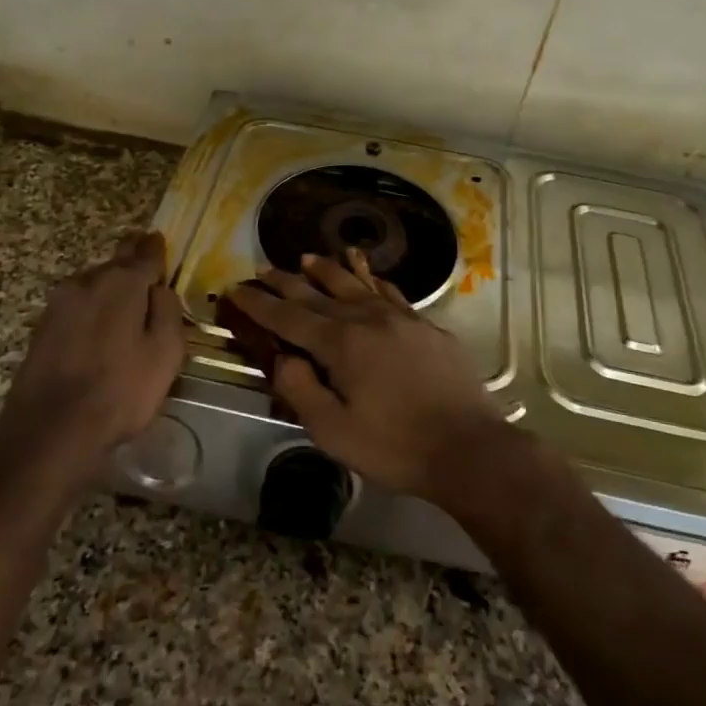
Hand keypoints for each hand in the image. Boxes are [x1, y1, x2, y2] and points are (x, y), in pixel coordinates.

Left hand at [0, 230, 185, 470]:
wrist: (50, 428)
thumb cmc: (120, 390)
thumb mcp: (165, 353)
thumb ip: (168, 312)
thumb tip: (160, 289)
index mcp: (122, 283)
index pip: (144, 253)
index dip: (155, 248)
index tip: (159, 240)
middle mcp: (88, 282)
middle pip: (115, 262)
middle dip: (131, 260)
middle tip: (144, 264)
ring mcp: (59, 303)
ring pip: (92, 282)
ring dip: (109, 285)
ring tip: (124, 299)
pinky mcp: (42, 326)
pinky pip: (76, 304)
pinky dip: (91, 306)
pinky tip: (98, 324)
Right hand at [222, 252, 507, 500]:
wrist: (469, 447)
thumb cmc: (395, 446)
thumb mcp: (332, 431)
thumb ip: (300, 389)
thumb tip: (283, 357)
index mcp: (340, 344)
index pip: (288, 316)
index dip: (259, 303)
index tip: (236, 288)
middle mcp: (367, 319)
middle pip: (318, 293)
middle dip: (286, 281)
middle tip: (263, 269)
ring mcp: (401, 318)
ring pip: (355, 284)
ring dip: (327, 270)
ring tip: (307, 259)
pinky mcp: (426, 326)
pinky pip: (391, 293)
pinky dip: (372, 280)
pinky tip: (367, 276)